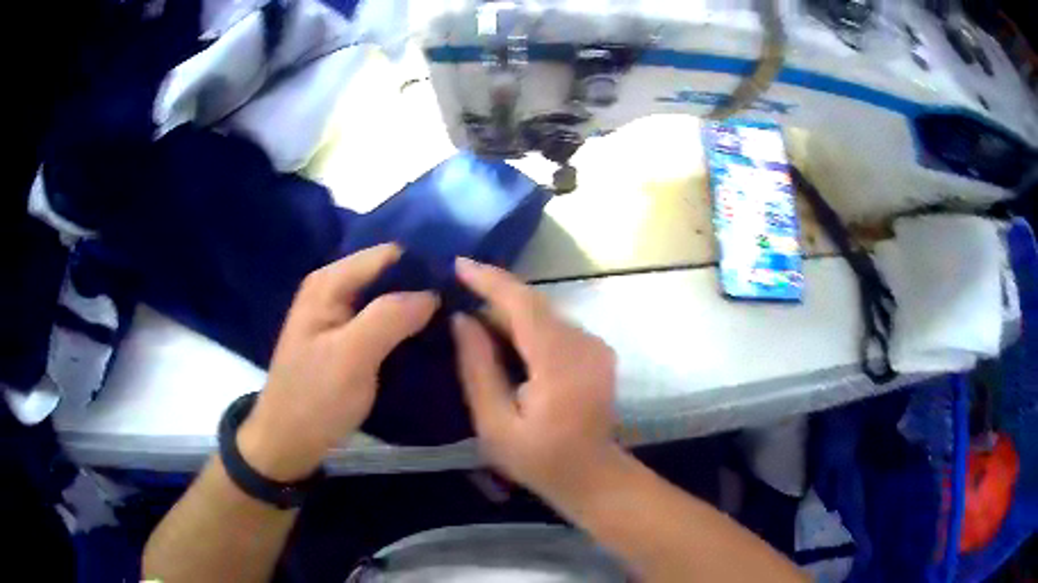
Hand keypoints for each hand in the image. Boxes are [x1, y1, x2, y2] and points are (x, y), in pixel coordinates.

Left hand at [238, 244, 437, 480]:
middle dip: (423, 290)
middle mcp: (334, 288)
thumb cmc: (315, 399)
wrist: (289, 441)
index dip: (424, 269)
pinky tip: (427, 341)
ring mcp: (339, 313)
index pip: (389, 255)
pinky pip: (383, 320)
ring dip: (416, 310)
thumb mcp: (352, 357)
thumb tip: (434, 292)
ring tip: (452, 327)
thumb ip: (390, 317)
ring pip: (389, 298)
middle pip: (390, 274)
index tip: (459, 294)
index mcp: (330, 282)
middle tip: (460, 314)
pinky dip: (405, 327)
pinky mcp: (346, 337)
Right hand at [451, 257, 618, 501]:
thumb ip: (477, 368)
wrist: (592, 476)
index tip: (458, 264)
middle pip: (535, 304)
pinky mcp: (597, 351)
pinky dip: (528, 325)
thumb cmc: (539, 459)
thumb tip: (462, 320)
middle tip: (456, 290)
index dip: (489, 281)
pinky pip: (556, 326)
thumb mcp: (494, 423)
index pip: (523, 305)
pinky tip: (504, 337)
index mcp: (560, 363)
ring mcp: (596, 346)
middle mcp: (585, 344)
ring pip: (545, 313)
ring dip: (510, 311)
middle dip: (495, 293)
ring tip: (473, 317)